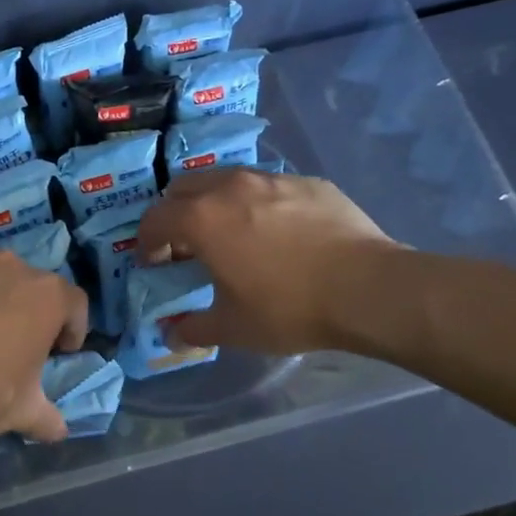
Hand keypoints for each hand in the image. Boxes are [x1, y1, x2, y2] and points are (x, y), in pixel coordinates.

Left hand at [0, 208, 88, 444]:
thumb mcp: (17, 414)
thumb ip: (45, 417)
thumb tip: (61, 431)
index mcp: (48, 299)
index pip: (74, 304)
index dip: (70, 328)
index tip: (57, 350)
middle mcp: (15, 266)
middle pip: (30, 283)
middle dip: (24, 309)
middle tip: (5, 341)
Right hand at [136, 168, 398, 354]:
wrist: (368, 288)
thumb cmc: (289, 308)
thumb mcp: (233, 328)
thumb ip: (194, 328)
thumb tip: (171, 335)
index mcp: (202, 219)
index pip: (155, 219)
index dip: (147, 242)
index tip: (154, 262)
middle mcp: (230, 187)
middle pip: (184, 187)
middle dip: (175, 213)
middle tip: (186, 244)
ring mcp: (272, 179)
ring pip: (227, 180)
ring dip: (215, 202)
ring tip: (231, 233)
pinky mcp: (308, 182)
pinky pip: (268, 186)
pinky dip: (258, 203)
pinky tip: (278, 232)